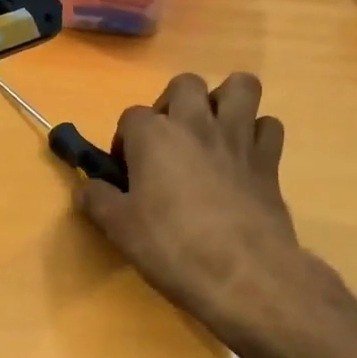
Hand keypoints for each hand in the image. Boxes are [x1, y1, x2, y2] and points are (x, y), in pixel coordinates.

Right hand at [74, 73, 330, 350]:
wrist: (243, 273)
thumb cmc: (172, 247)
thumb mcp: (120, 229)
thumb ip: (98, 201)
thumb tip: (86, 188)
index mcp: (154, 136)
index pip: (131, 116)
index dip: (124, 141)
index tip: (125, 172)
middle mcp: (197, 124)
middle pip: (185, 84)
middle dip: (173, 103)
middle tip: (167, 141)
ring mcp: (238, 138)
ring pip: (240, 87)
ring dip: (224, 101)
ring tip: (211, 132)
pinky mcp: (269, 160)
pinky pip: (268, 126)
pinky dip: (256, 134)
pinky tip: (243, 158)